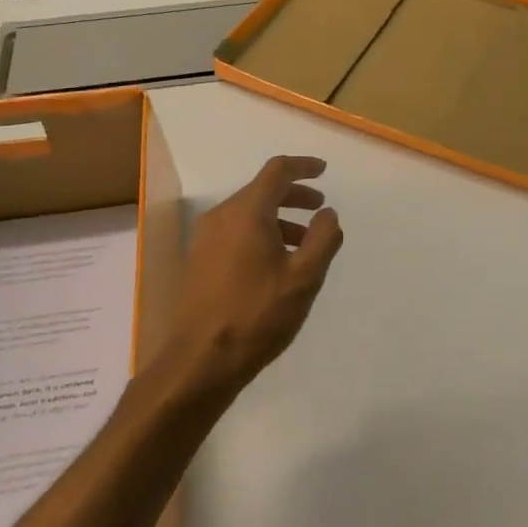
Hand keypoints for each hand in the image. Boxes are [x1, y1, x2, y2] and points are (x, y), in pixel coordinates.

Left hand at [165, 155, 343, 395]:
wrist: (201, 359)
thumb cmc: (258, 314)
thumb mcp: (304, 277)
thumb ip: (322, 238)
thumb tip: (328, 214)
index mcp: (247, 212)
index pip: (277, 171)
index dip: (303, 167)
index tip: (324, 171)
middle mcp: (221, 217)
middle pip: (261, 191)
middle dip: (294, 195)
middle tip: (320, 208)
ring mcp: (205, 239)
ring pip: (247, 214)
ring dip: (278, 218)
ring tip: (304, 242)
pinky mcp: (199, 261)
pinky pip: (235, 232)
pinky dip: (260, 234)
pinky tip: (276, 263)